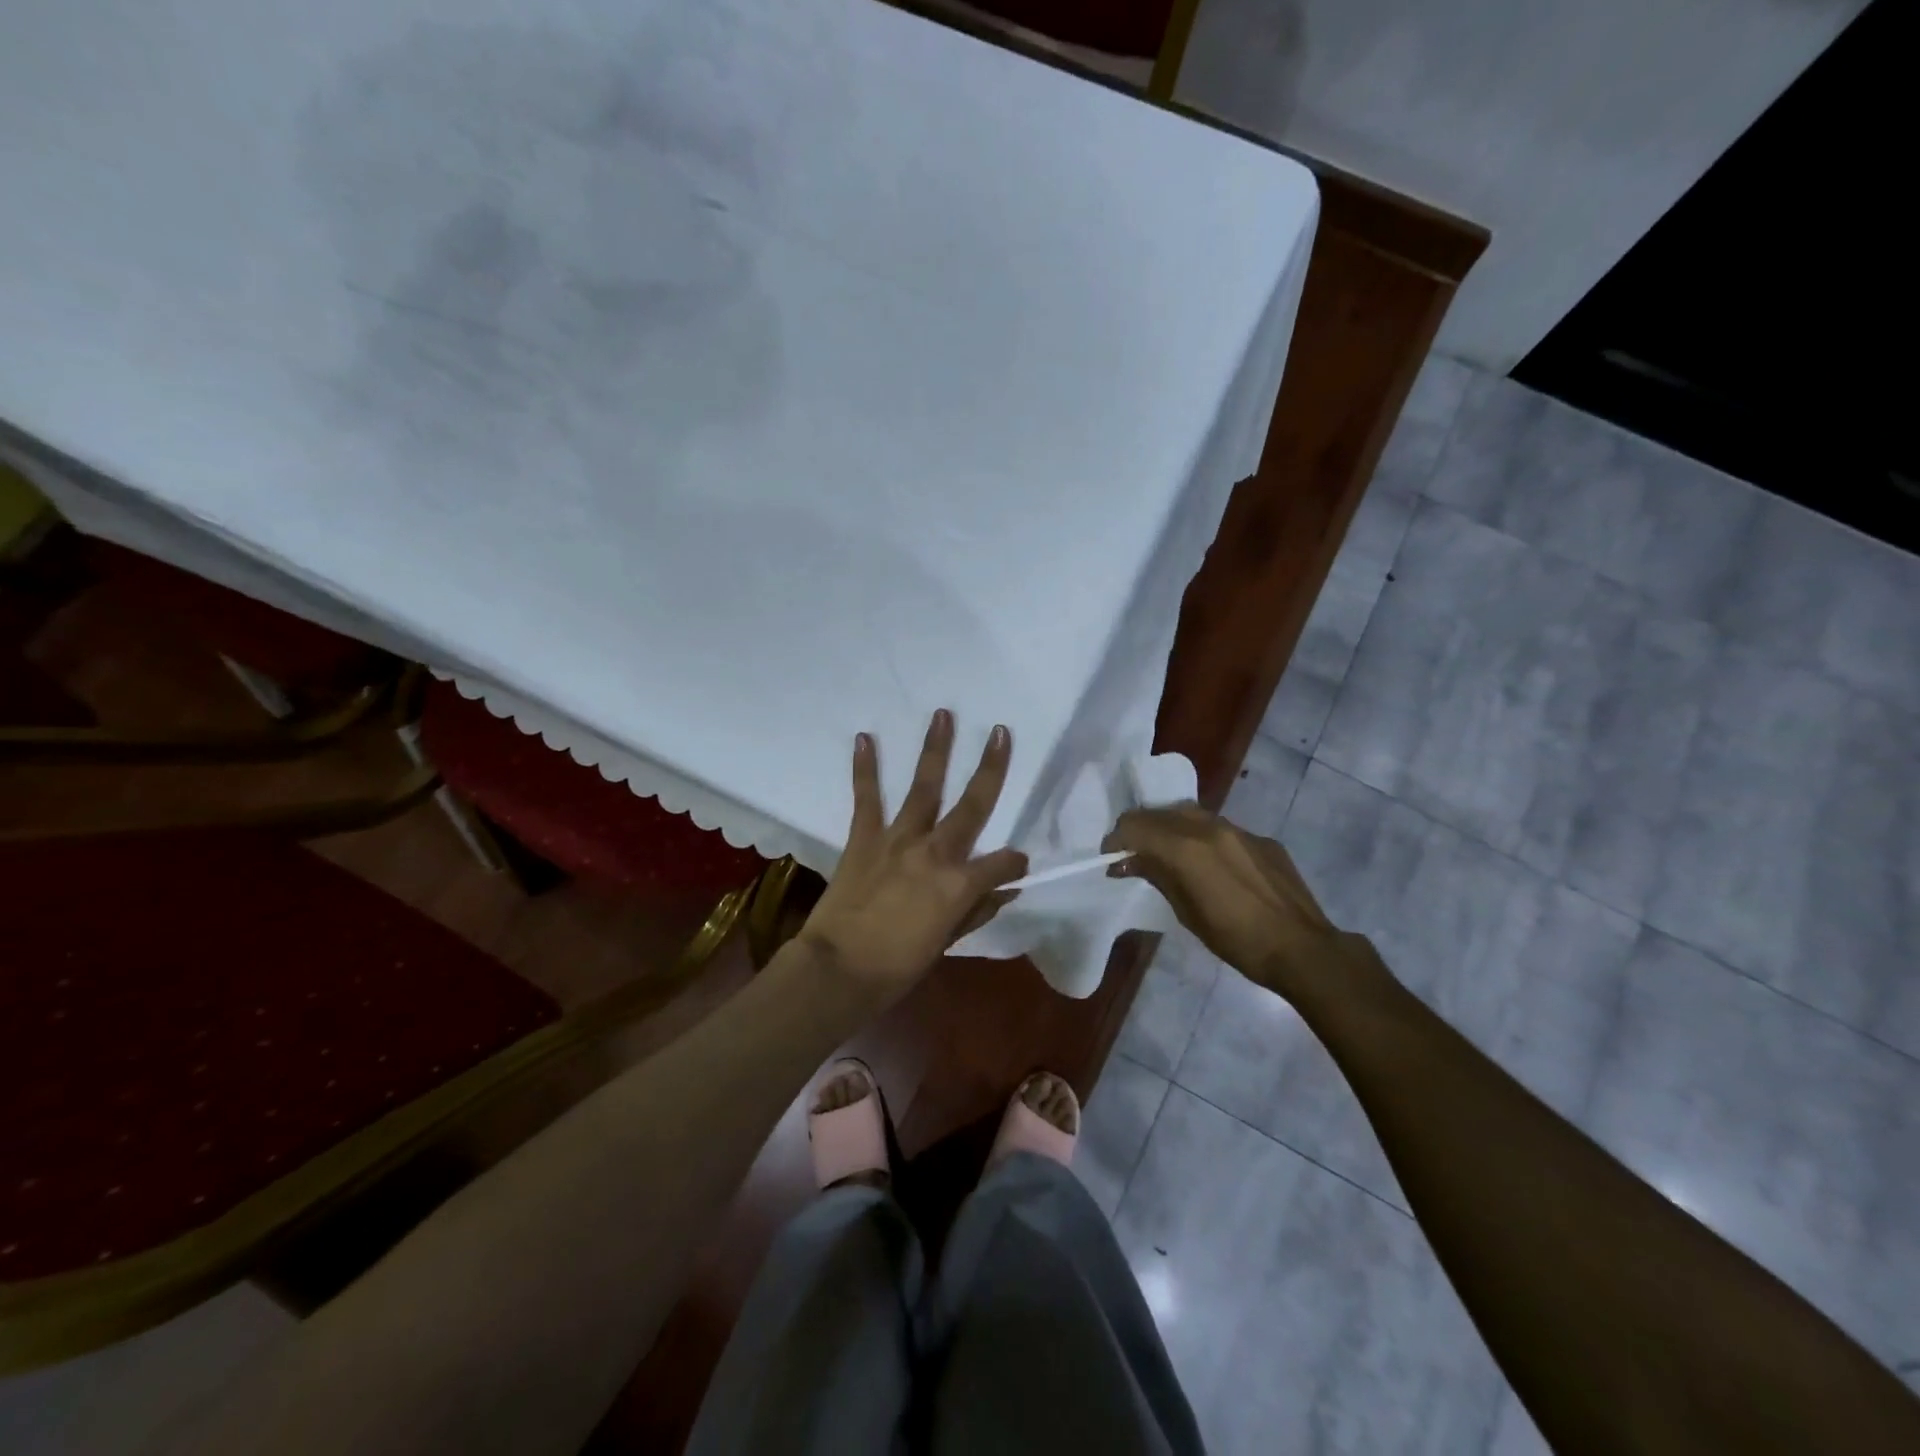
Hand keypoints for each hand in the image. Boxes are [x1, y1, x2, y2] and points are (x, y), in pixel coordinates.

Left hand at [796, 709, 1028, 1012]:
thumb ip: (976, 910)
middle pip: (973, 804)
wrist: (839, 969)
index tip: (1017, 864)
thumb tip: (1005, 890)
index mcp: (961, 883)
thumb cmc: (898, 966)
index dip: (1014, 863)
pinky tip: (865, 738)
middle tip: (1000, 732)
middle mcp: (936, 851)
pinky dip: (865, 769)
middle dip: (991, 767)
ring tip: (943, 715)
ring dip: (935, 750)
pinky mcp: (864, 838)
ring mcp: (898, 839)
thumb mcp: (946, 942)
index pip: (1003, 863)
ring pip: (924, 787)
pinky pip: (866, 798)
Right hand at [1102, 802, 1381, 1005]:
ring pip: (1190, 814)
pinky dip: (1202, 838)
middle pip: (1160, 813)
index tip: (1111, 859)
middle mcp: (1210, 827)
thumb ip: (1157, 876)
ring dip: (1170, 829)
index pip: (1135, 825)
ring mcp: (1239, 830)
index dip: (1117, 839)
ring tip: (1167, 856)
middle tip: (1133, 856)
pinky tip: (1209, 865)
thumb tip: (1127, 862)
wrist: (1303, 949)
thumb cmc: (1237, 940)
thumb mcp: (1186, 912)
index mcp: (1186, 847)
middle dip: (1140, 830)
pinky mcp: (1262, 839)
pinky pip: (1221, 829)